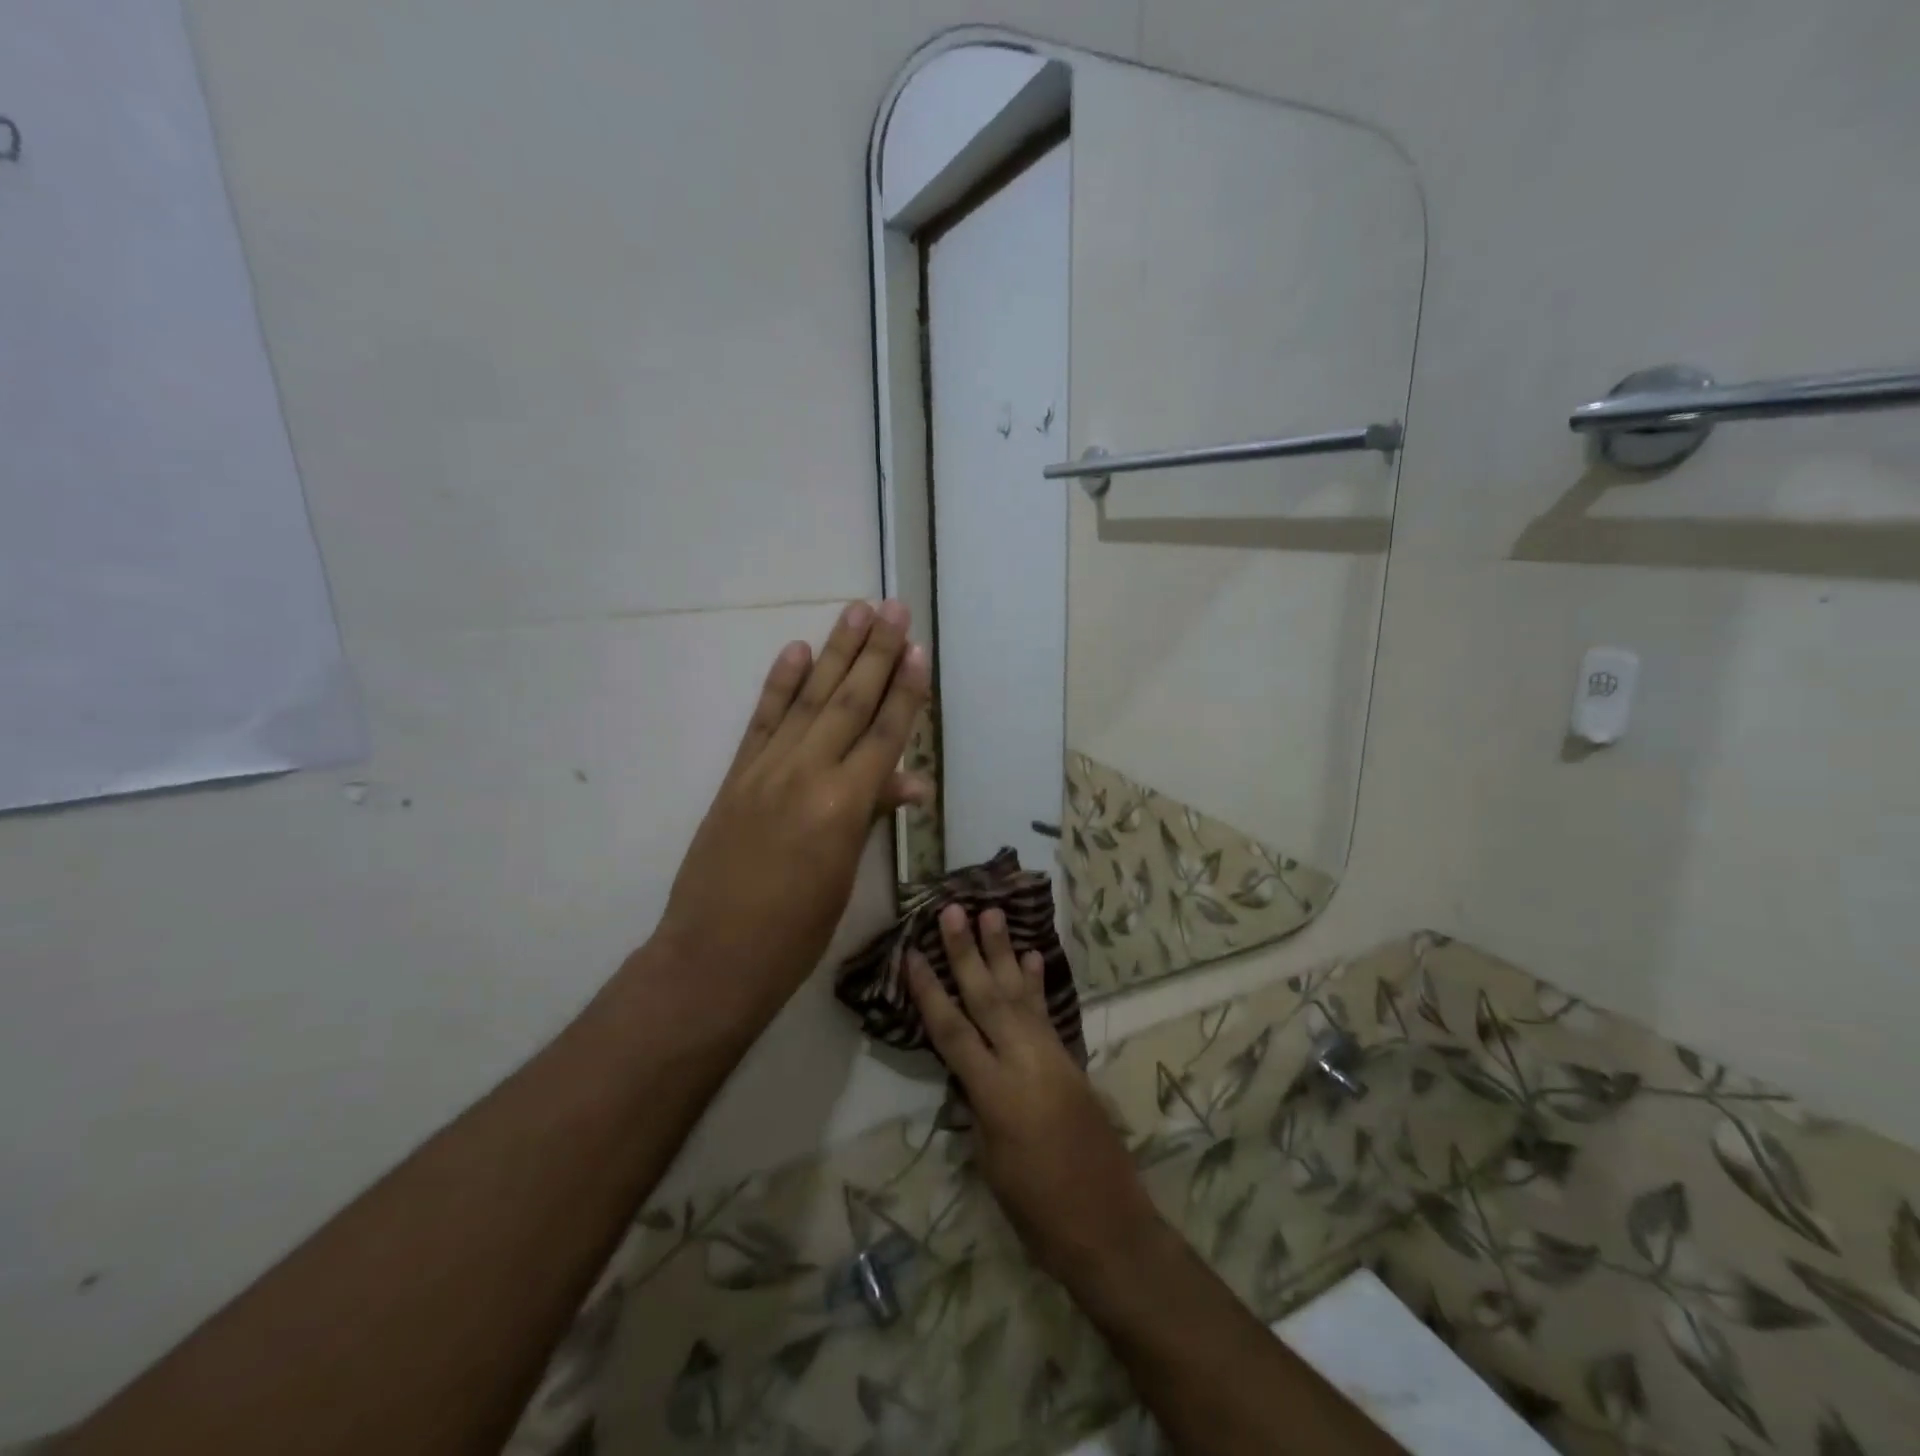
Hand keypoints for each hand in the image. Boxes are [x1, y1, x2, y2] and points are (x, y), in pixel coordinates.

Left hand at [651, 600, 929, 1013]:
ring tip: (855, 612)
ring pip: (809, 700)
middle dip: (875, 653)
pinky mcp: (736, 776)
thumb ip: (872, 816)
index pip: (884, 734)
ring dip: (835, 654)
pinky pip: (762, 721)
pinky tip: (796, 651)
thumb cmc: (796, 931)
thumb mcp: (845, 875)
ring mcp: (767, 769)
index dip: (905, 691)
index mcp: (845, 804)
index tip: (918, 649)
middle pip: (849, 702)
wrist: (714, 956)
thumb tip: (910, 781)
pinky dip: (779, 684)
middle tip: (892, 608)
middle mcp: (807, 773)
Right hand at [907, 907, 1165, 1285]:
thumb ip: (976, 1105)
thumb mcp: (991, 1161)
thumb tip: (966, 1069)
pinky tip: (1031, 955)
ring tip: (992, 913)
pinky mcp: (1069, 1059)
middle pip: (988, 997)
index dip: (930, 992)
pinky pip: (1046, 1012)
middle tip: (953, 910)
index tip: (912, 953)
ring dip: (1004, 952)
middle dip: (968, 952)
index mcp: (996, 1093)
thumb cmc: (1038, 1210)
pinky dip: (1036, 983)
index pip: (953, 1032)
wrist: (1108, 1225)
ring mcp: (1051, 1056)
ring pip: (1020, 993)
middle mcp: (1024, 1062)